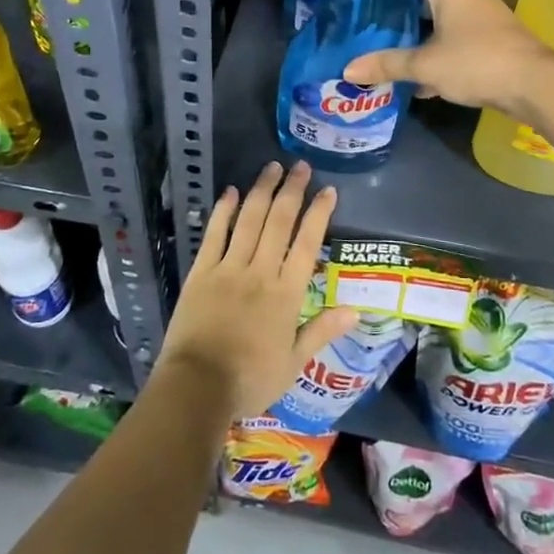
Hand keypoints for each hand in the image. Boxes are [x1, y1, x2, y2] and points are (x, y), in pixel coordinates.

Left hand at [157, 161, 358, 420]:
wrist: (197, 387)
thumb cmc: (250, 380)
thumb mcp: (293, 363)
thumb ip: (321, 331)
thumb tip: (355, 309)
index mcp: (286, 294)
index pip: (307, 244)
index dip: (318, 214)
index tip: (328, 190)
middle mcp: (260, 271)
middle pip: (279, 222)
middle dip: (292, 191)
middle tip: (301, 166)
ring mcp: (229, 268)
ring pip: (249, 220)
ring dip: (262, 191)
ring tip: (272, 167)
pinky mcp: (201, 272)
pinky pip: (214, 234)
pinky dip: (223, 211)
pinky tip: (231, 192)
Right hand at [343, 0, 552, 115]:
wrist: (534, 85)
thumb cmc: (476, 62)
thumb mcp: (425, 65)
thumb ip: (387, 64)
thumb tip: (348, 70)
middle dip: (397, 11)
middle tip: (366, 25)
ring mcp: (483, 12)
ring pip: (440, 18)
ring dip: (418, 34)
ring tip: (385, 50)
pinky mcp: (493, 35)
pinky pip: (456, 36)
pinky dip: (438, 50)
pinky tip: (418, 79)